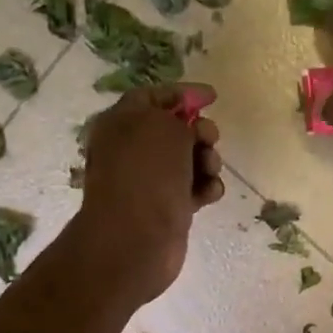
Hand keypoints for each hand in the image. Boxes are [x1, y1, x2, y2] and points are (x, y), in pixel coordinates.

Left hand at [77, 83, 224, 300]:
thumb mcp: (165, 128)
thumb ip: (181, 117)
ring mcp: (148, 182)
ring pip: (188, 161)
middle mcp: (131, 150)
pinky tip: (210, 194)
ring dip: (207, 161)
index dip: (183, 94)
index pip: (152, 97)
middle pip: (174, 130)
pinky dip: (205, 188)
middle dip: (199, 132)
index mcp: (120, 123)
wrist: (136, 239)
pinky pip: (192, 189)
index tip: (213, 96)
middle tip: (210, 140)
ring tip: (210, 171)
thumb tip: (189, 126)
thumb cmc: (147, 174)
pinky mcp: (165, 208)